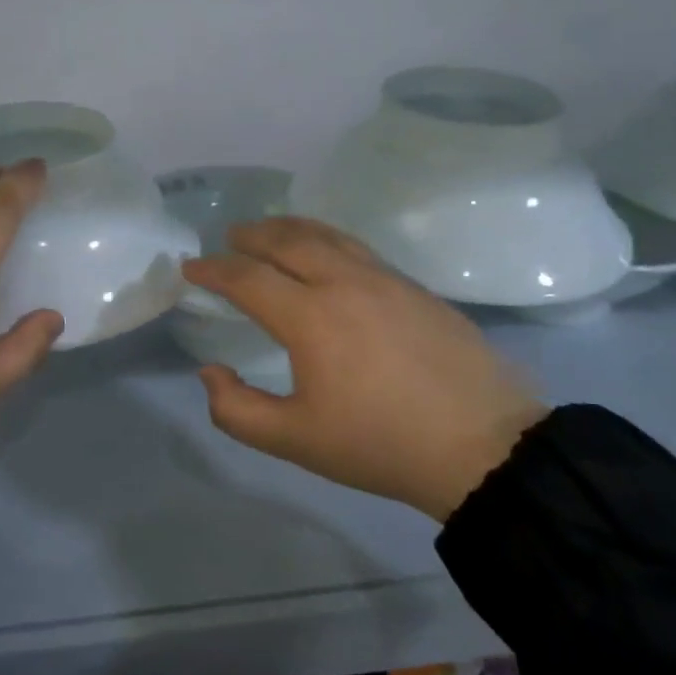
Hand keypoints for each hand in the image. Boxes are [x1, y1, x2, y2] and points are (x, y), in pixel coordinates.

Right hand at [181, 217, 546, 519]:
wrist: (484, 446)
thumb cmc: (380, 445)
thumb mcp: (295, 440)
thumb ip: (237, 410)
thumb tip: (210, 371)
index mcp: (310, 317)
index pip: (247, 278)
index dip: (213, 270)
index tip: (191, 268)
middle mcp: (343, 282)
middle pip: (287, 240)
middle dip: (250, 235)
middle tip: (229, 238)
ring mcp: (384, 279)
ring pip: (326, 235)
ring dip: (290, 228)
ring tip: (271, 231)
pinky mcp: (414, 287)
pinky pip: (357, 248)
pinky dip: (326, 239)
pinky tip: (327, 254)